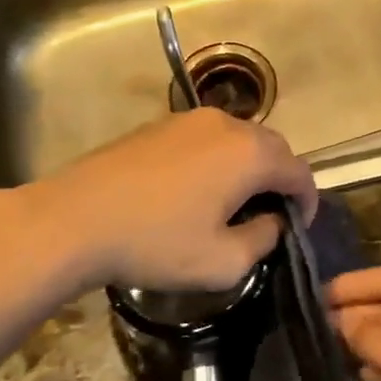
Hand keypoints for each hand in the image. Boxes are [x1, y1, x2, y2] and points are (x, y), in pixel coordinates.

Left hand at [39, 109, 316, 292]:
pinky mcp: (161, 124)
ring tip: (233, 201)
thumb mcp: (222, 262)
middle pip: (273, 148)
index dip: (307, 201)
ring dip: (249, 167)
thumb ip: (263, 240)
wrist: (74, 218)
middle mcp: (228, 124)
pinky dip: (219, 158)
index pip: (299, 172)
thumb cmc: (155, 243)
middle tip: (268, 215)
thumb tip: (272, 222)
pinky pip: (208, 137)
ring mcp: (191, 119)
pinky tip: (196, 188)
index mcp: (250, 154)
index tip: (297, 227)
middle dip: (280, 180)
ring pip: (240, 139)